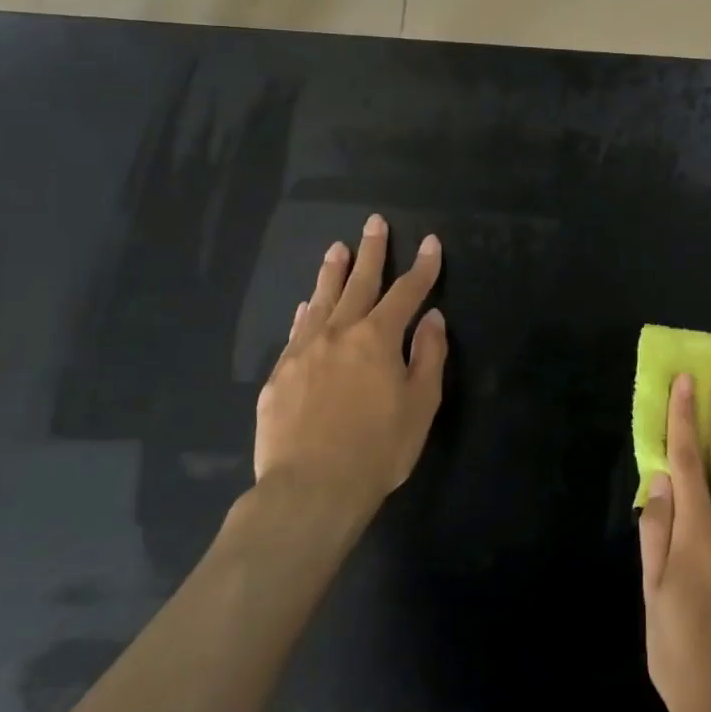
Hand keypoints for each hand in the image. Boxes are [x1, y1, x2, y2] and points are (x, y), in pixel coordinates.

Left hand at [253, 214, 447, 512]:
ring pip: (321, 300)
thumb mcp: (421, 405)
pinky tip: (306, 305)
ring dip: (332, 272)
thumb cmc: (377, 449)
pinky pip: (296, 331)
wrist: (310, 489)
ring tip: (337, 248)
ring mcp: (304, 351)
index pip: (406, 292)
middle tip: (374, 222)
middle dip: (372, 251)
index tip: (430, 243)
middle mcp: (339, 333)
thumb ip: (428, 356)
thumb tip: (431, 317)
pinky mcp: (279, 375)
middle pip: (360, 283)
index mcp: (378, 338)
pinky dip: (305, 312)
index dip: (422, 267)